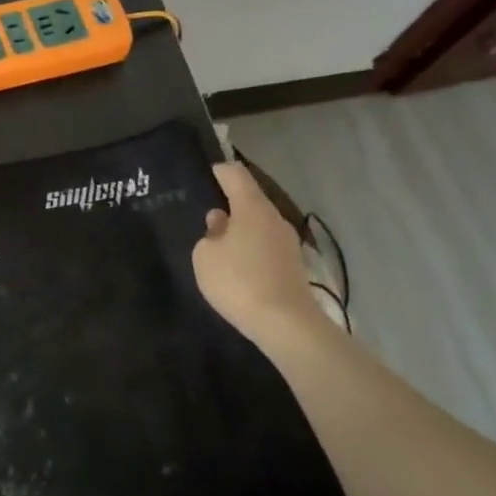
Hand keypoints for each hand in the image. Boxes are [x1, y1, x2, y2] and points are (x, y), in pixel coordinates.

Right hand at [190, 160, 325, 348]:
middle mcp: (274, 218)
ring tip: (218, 246)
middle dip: (228, 205)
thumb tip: (221, 222)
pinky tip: (236, 268)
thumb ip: (209, 234)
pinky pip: (266, 246)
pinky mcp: (293, 265)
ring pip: (258, 224)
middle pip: (249, 200)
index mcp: (252, 207)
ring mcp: (288, 242)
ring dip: (240, 230)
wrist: (286, 324)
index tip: (202, 178)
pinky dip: (250, 249)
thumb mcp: (205, 256)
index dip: (217, 171)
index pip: (235, 174)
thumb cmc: (238, 281)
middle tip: (203, 217)